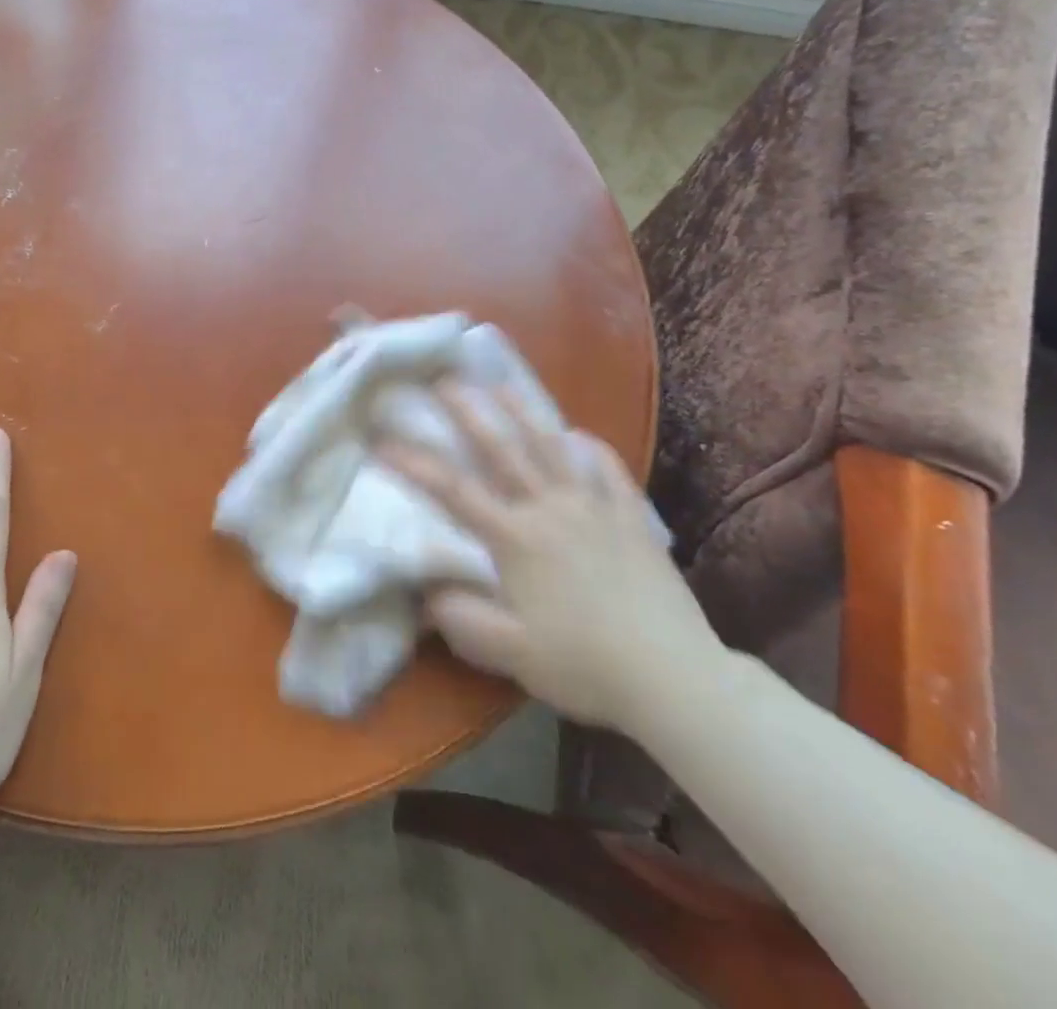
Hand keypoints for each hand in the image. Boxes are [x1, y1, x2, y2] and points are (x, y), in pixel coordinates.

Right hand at [379, 385, 720, 733]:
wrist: (674, 678)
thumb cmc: (583, 665)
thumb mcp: (507, 651)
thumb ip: (458, 616)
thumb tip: (425, 588)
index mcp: (515, 537)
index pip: (453, 490)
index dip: (413, 462)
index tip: (381, 440)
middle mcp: (550, 508)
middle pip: (501, 449)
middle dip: (468, 411)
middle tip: (443, 379)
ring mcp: (595, 508)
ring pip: (553, 448)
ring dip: (524, 412)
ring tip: (501, 386)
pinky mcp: (632, 519)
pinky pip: (609, 472)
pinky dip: (592, 449)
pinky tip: (580, 437)